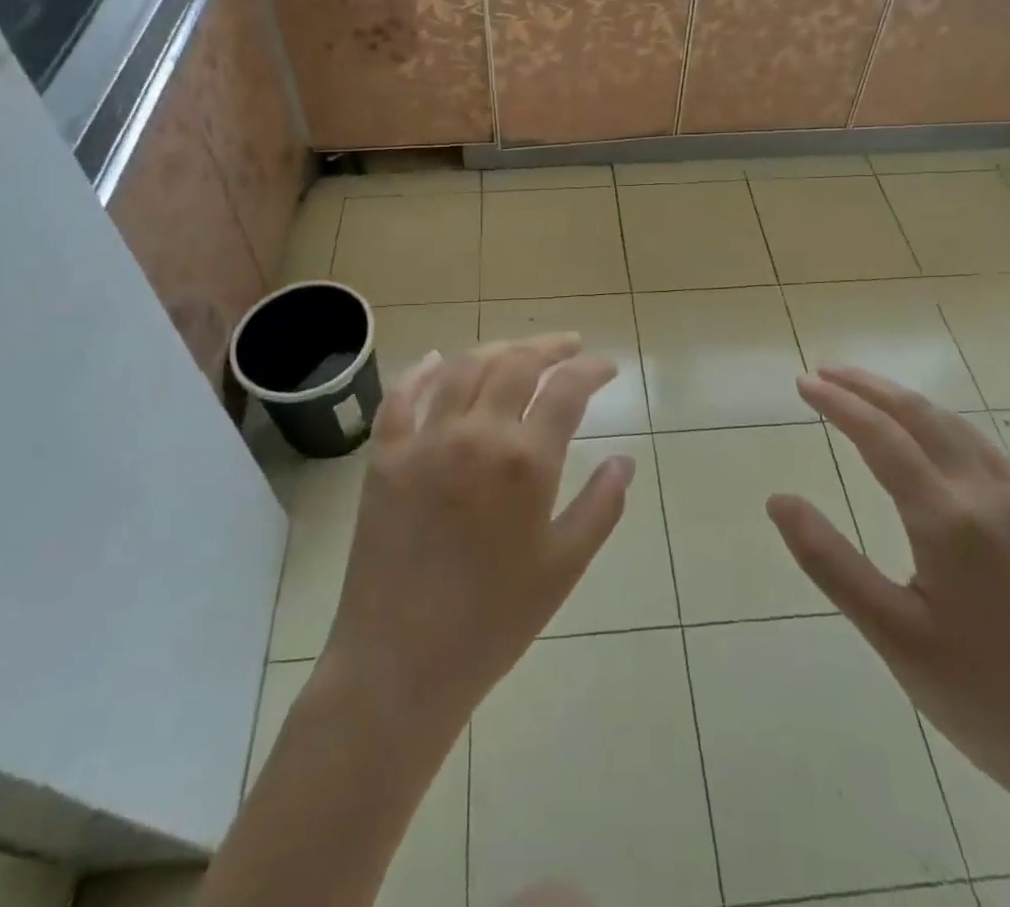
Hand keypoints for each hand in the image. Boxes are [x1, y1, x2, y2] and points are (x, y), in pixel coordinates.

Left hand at [320, 335, 635, 733]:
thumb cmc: (493, 621)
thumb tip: (624, 461)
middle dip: (549, 347)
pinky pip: (402, 396)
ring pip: (465, 368)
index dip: (592, 369)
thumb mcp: (564, 567)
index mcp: (525, 462)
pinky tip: (438, 360)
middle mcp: (476, 434)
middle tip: (569, 346)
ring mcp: (425, 440)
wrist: (400, 664)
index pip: (567, 389)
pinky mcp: (385, 455)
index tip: (607, 367)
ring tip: (518, 350)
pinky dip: (423, 371)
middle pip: (517, 364)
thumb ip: (601, 507)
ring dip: (497, 349)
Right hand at [768, 366, 1009, 817]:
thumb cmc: (980, 698)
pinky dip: (944, 425)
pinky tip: (932, 438)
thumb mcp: (890, 635)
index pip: (881, 436)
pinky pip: (987, 451)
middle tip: (825, 373)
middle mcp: (990, 495)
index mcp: (948, 518)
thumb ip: (829, 561)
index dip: (839, 403)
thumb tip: (778, 500)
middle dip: (869, 387)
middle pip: (921, 415)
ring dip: (906, 401)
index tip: (803, 383)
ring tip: (867, 394)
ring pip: (958, 426)